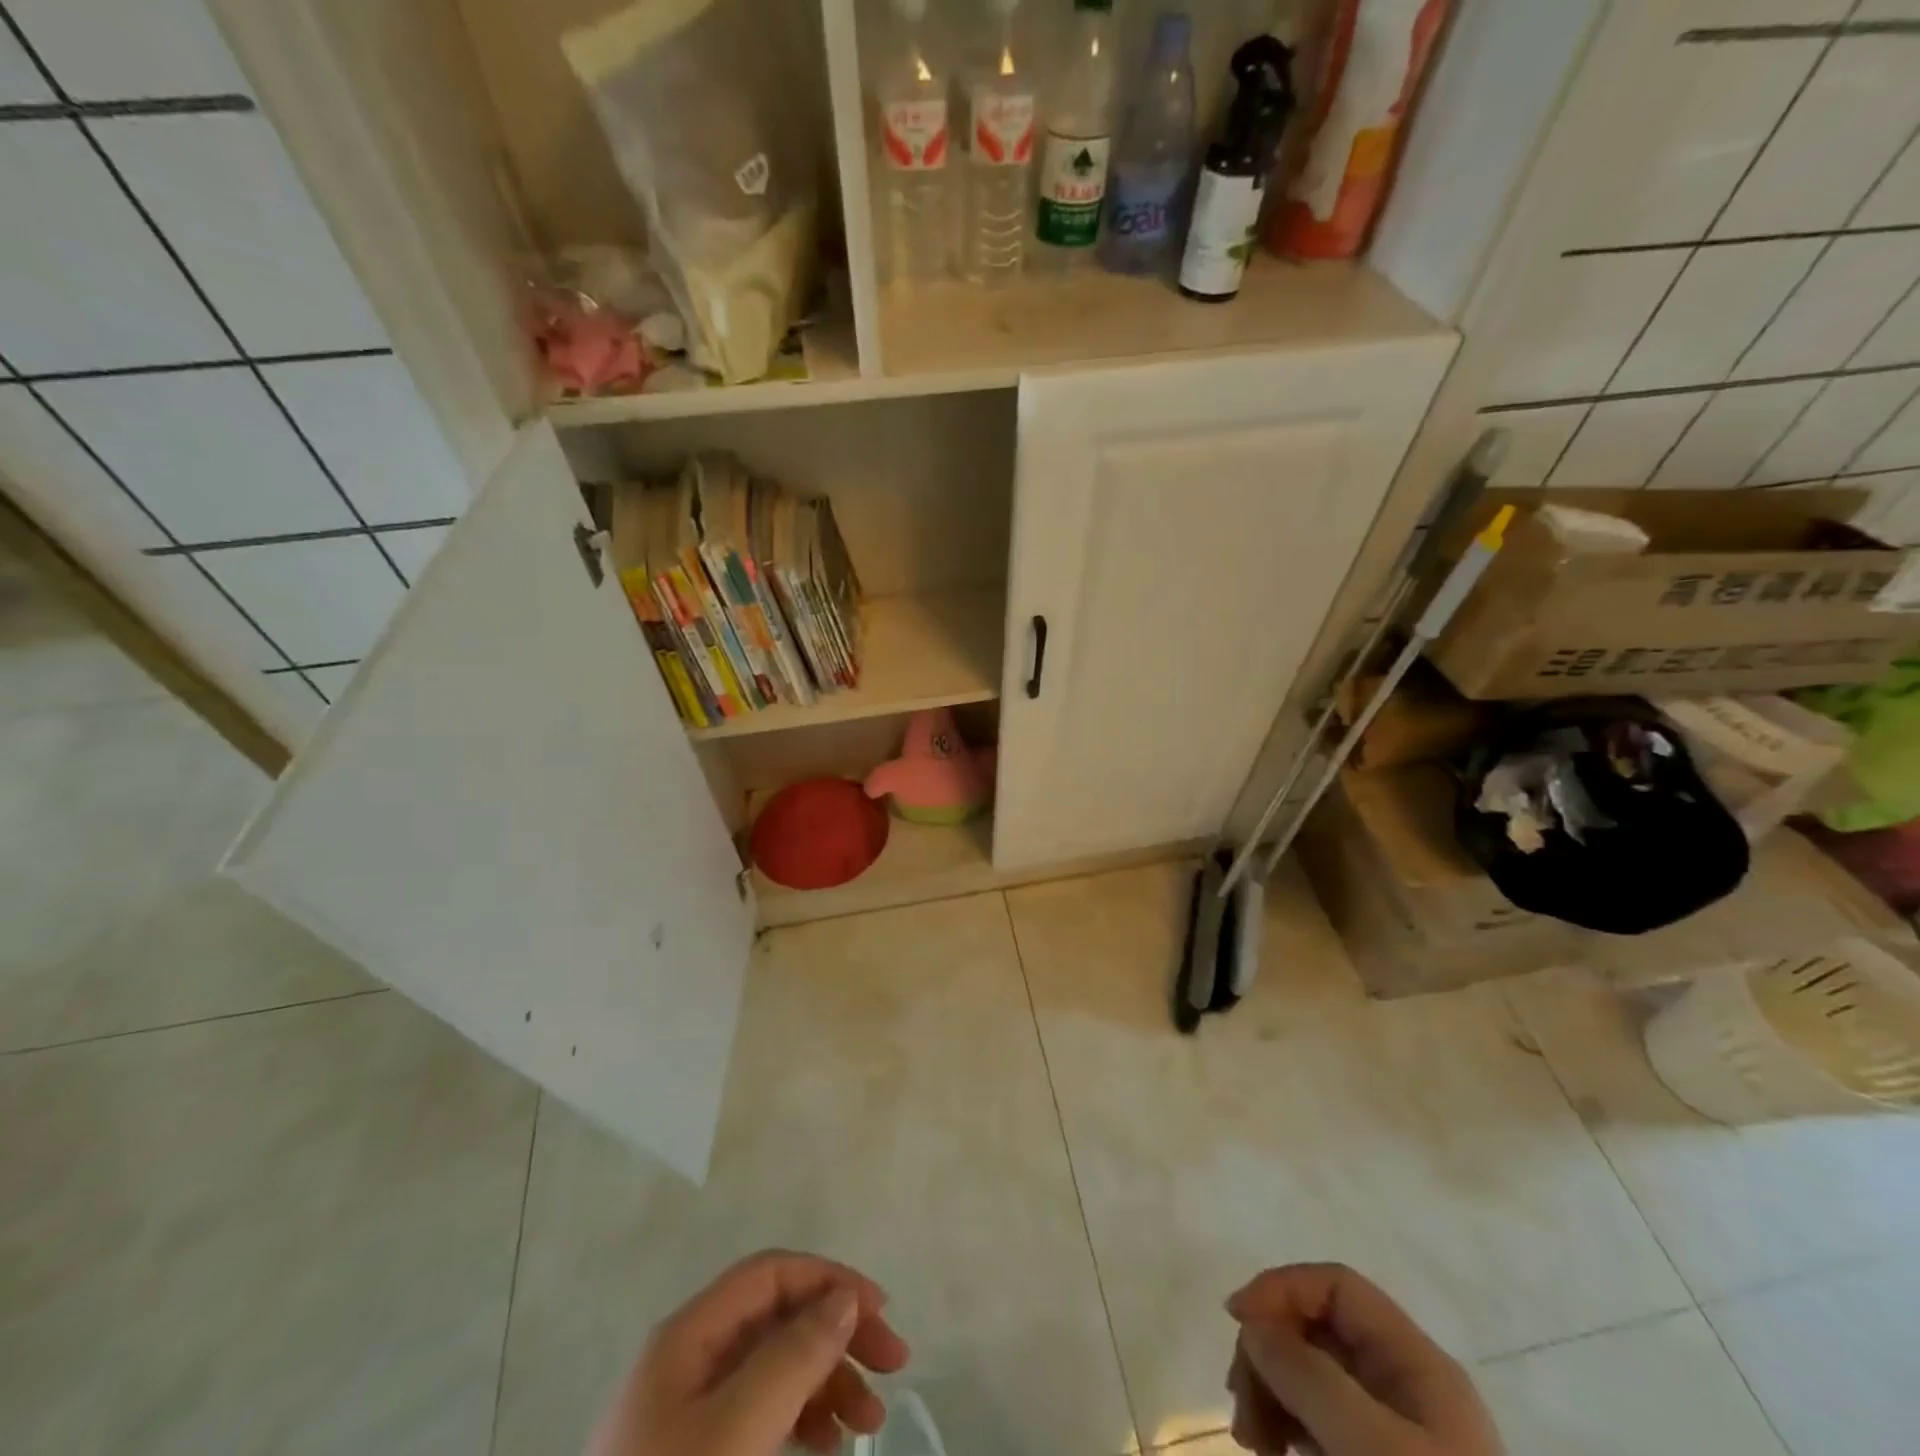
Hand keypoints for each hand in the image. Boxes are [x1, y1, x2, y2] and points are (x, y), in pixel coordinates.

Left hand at [587, 1249, 910, 1455]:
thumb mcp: (737, 1432)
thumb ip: (793, 1356)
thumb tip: (843, 1298)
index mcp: (688, 1337)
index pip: (771, 1274)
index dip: (829, 1281)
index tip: (882, 1315)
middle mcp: (688, 1359)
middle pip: (776, 1318)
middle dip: (837, 1334)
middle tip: (893, 1367)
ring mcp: (686, 1413)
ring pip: (772, 1368)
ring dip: (826, 1381)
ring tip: (868, 1422)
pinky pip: (759, 1413)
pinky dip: (799, 1418)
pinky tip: (825, 1445)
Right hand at [1223, 1265, 1502, 1455]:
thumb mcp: (1370, 1447)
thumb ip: (1308, 1376)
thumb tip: (1253, 1325)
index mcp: (1417, 1364)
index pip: (1337, 1286)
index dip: (1281, 1288)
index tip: (1237, 1320)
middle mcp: (1405, 1385)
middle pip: (1316, 1329)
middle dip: (1268, 1354)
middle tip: (1240, 1403)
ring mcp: (1392, 1431)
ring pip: (1310, 1375)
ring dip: (1269, 1392)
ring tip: (1253, 1441)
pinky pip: (1318, 1421)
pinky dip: (1285, 1424)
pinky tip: (1274, 1450)